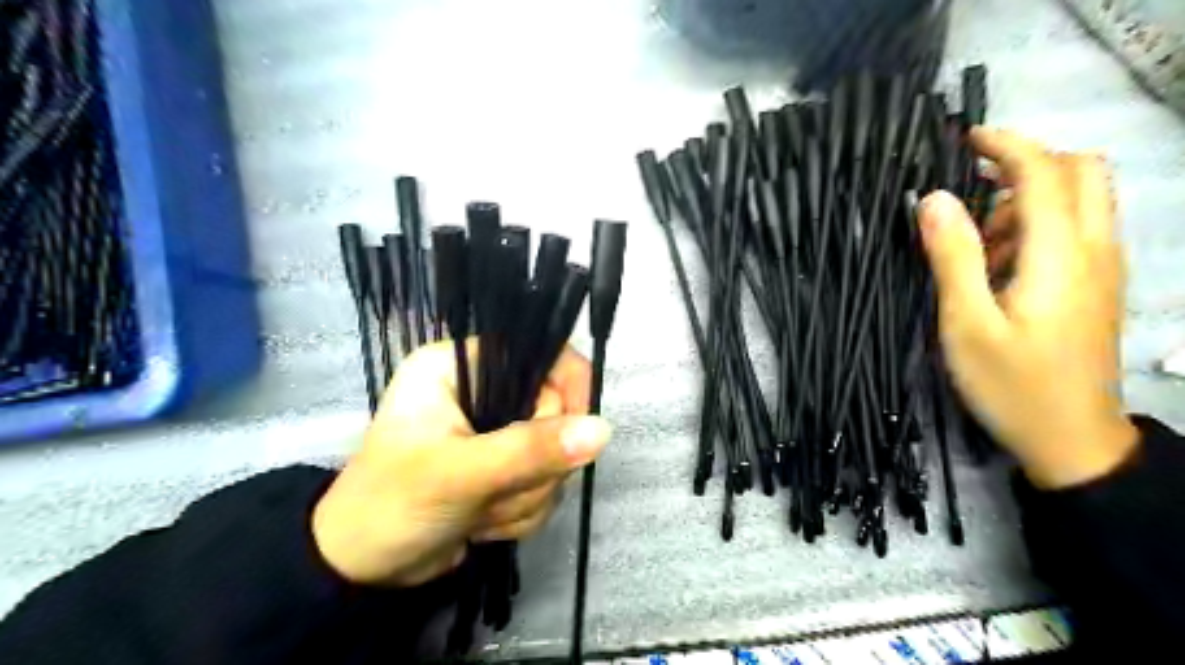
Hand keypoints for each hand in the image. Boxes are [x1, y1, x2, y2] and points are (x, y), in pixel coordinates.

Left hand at [309, 344, 614, 584]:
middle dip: (535, 464)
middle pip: (555, 410)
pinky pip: (546, 481)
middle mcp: (481, 390)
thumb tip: (602, 429)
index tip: (577, 433)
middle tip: (496, 489)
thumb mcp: (459, 474)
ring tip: (480, 511)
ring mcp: (495, 429)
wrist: (363, 570)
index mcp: (459, 366)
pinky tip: (484, 523)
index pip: (537, 353)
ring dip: (527, 493)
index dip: (568, 387)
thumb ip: (530, 450)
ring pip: (554, 452)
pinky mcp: (504, 463)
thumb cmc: (392, 505)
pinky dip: (523, 510)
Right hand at [915, 128, 1138, 489]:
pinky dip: (1037, 227)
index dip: (1007, 146)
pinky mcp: (1097, 285)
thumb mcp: (966, 323)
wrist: (1071, 438)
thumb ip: (952, 256)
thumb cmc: (1010, 384)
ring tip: (974, 244)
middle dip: (1027, 164)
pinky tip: (999, 266)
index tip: (965, 139)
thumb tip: (933, 199)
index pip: (1045, 173)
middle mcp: (1095, 249)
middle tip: (972, 188)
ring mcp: (1103, 268)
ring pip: (1082, 200)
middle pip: (1082, 172)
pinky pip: (1077, 231)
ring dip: (1027, 201)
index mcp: (1061, 256)